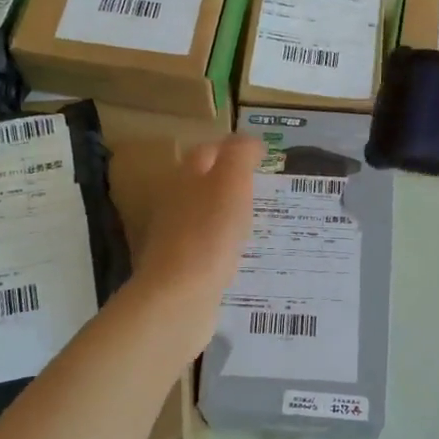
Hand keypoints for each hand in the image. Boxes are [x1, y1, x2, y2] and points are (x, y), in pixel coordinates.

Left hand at [132, 135, 261, 334]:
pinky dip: (223, 246)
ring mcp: (174, 237)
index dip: (234, 150)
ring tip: (259, 222)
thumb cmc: (209, 233)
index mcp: (185, 176)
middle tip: (264, 190)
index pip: (209, 151)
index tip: (264, 158)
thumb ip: (240, 155)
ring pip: (205, 216)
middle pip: (203, 183)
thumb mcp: (231, 183)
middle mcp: (174, 202)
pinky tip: (241, 256)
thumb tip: (248, 141)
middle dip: (230, 183)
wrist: (179, 297)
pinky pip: (206, 248)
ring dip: (227, 215)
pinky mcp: (180, 268)